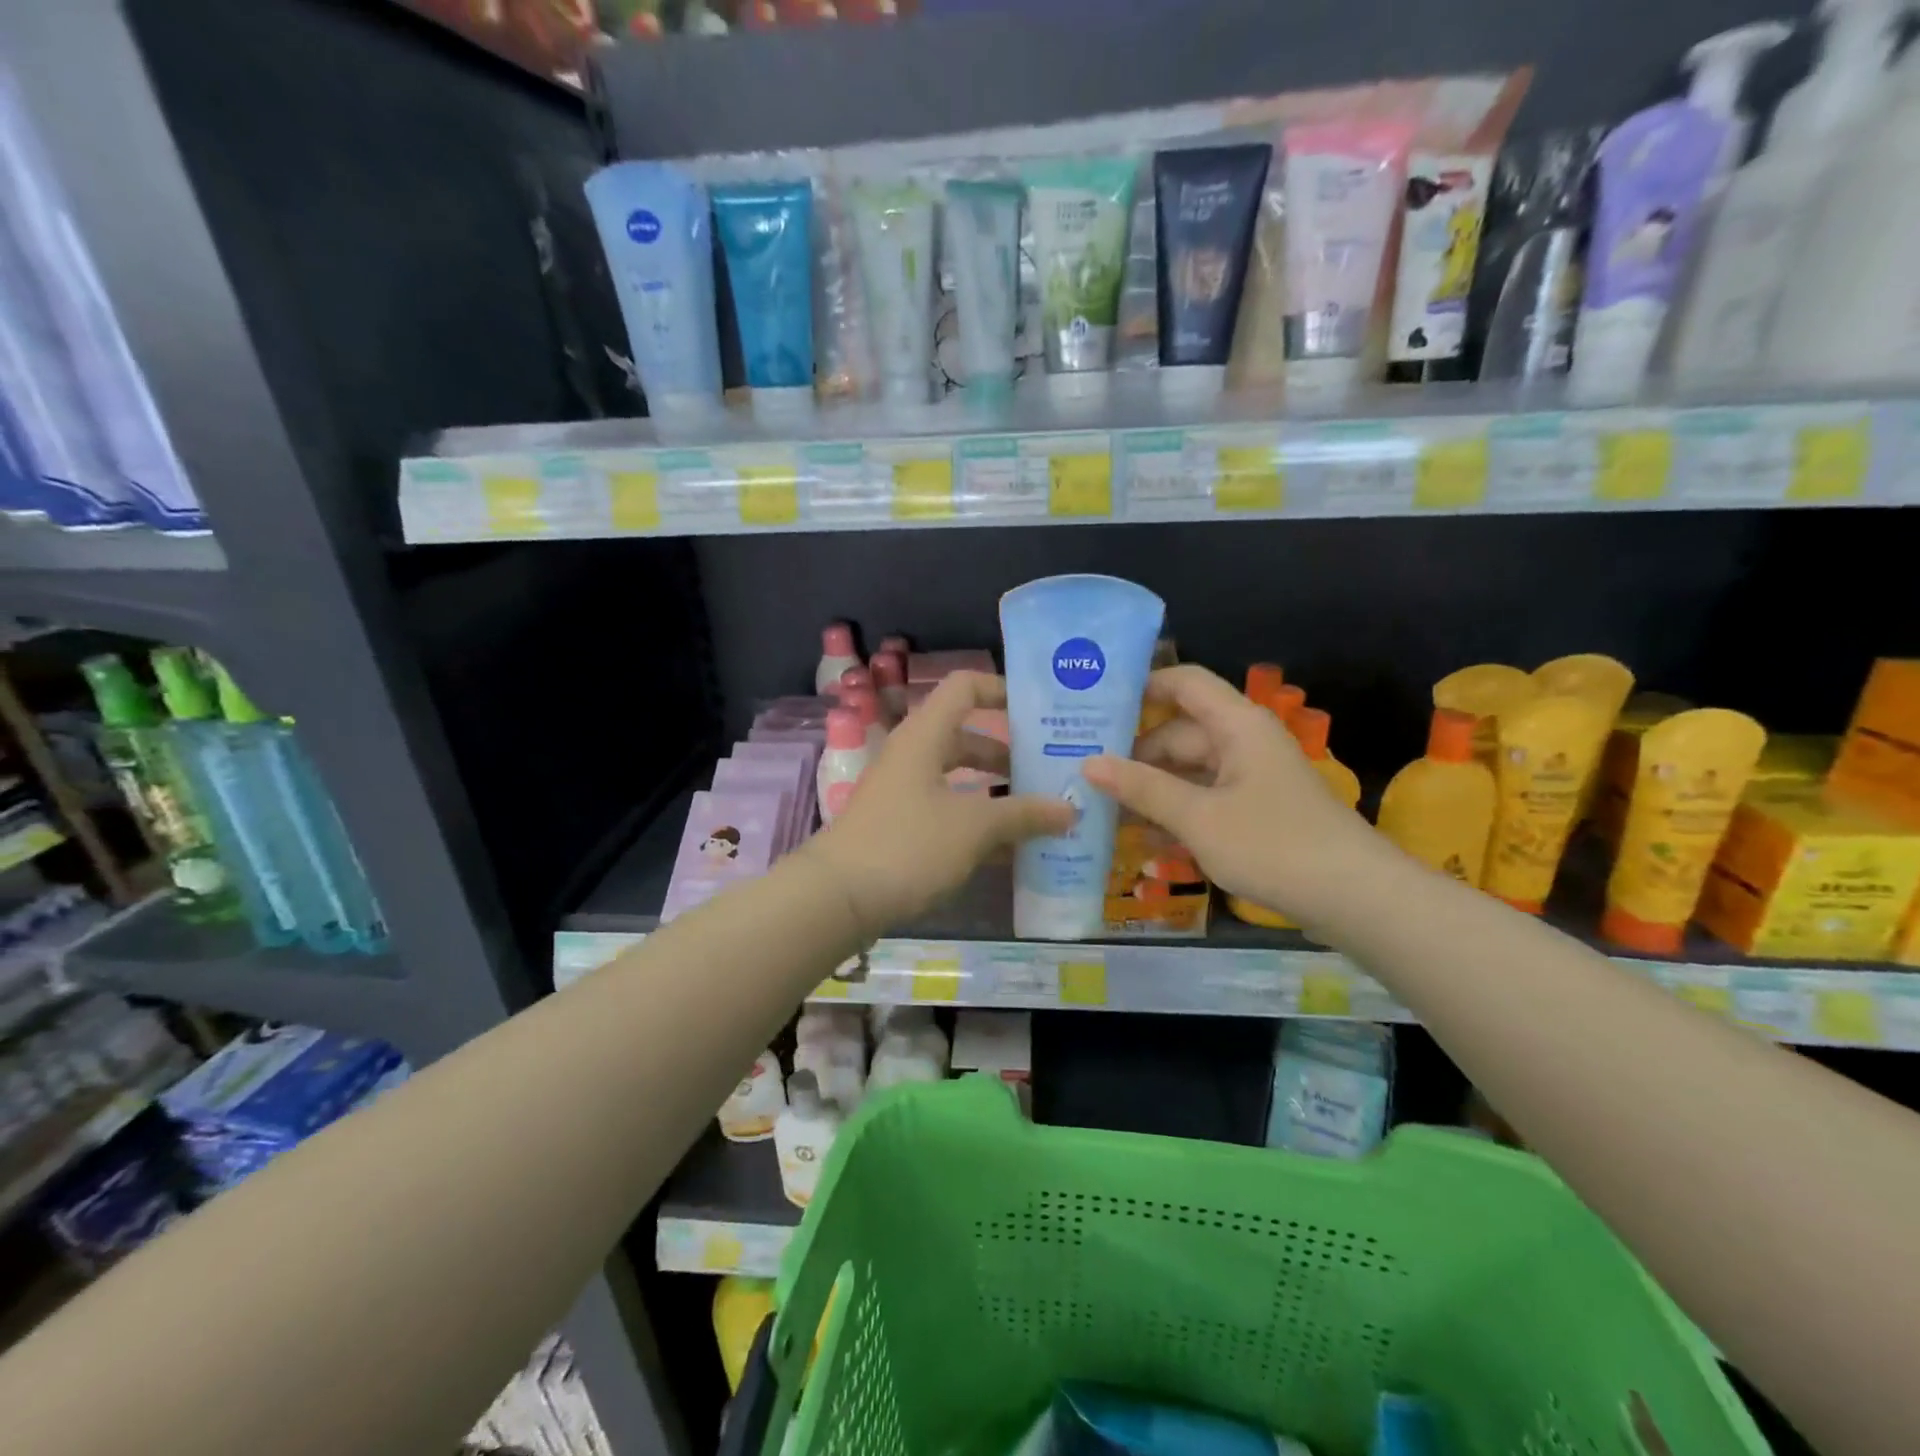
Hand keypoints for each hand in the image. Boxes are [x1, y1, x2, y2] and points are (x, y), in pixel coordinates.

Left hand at [806, 672, 1074, 940]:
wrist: (836, 898)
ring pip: (959, 779)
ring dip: (997, 792)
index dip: (1002, 690)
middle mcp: (913, 756)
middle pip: (967, 738)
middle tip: (1052, 770)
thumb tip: (1070, 809)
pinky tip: (1010, 849)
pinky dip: (977, 822)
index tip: (1041, 710)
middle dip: (1010, 754)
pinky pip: (948, 811)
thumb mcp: (974, 827)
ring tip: (1040, 811)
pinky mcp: (899, 826)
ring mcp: (903, 792)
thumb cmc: (908, 845)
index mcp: (925, 736)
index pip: (965, 687)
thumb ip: (1024, 814)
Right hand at [1081, 665, 1378, 924]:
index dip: (1141, 686)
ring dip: (1151, 791)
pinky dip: (1176, 814)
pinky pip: (1205, 801)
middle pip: (1178, 734)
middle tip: (1081, 775)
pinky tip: (1141, 840)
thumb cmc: (1274, 845)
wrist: (1356, 899)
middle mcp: (1243, 743)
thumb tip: (1088, 763)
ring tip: (1100, 810)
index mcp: (1236, 726)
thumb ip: (1142, 788)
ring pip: (1189, 772)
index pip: (1183, 683)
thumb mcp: (1199, 818)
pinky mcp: (1255, 813)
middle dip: (1133, 755)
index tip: (1094, 704)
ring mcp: (1251, 779)